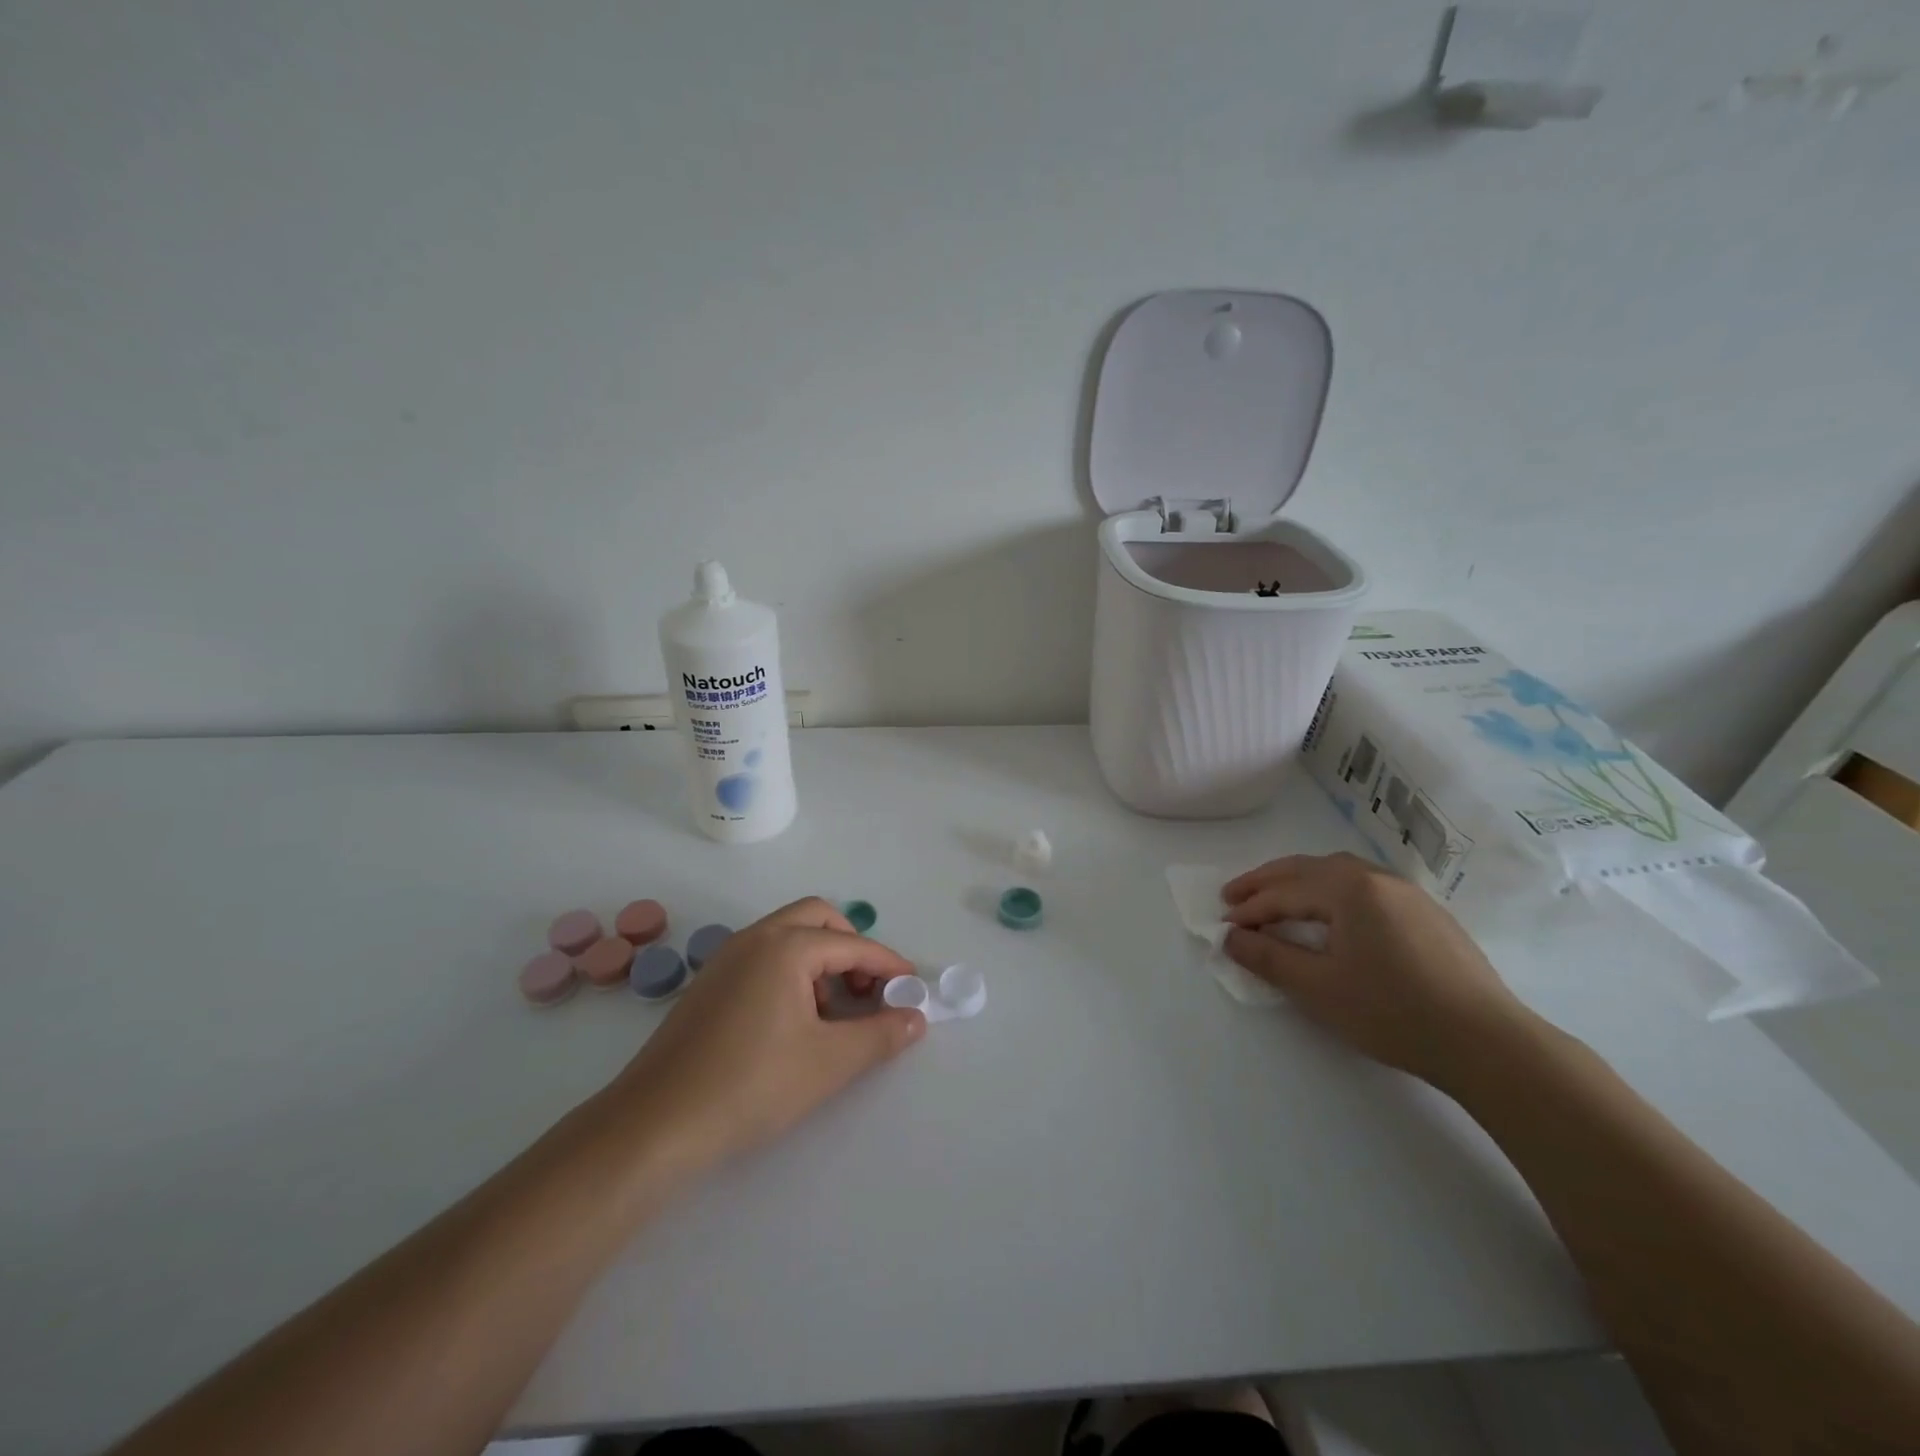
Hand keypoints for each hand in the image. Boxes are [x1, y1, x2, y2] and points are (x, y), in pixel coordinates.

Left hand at [603, 898, 924, 1168]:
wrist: (656, 1125)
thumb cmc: (751, 1086)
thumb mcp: (829, 1062)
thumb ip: (880, 1035)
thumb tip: (916, 1018)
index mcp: (786, 946)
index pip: (853, 944)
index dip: (889, 966)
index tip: (913, 989)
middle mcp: (755, 938)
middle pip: (818, 919)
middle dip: (852, 948)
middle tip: (870, 990)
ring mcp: (726, 958)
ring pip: (788, 936)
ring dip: (821, 960)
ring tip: (833, 1014)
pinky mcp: (709, 984)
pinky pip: (764, 956)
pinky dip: (791, 972)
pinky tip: (793, 1022)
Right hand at [1221, 852, 1532, 1086]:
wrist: (1488, 1044)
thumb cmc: (1393, 1013)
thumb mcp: (1318, 988)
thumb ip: (1268, 957)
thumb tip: (1231, 937)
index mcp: (1348, 888)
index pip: (1284, 892)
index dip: (1249, 909)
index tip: (1223, 925)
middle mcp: (1376, 878)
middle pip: (1308, 869)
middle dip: (1267, 882)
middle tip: (1233, 896)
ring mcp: (1407, 893)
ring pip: (1338, 873)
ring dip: (1299, 882)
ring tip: (1276, 900)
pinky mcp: (1427, 914)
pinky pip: (1364, 888)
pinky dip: (1331, 892)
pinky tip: (1330, 915)